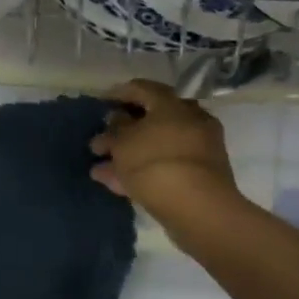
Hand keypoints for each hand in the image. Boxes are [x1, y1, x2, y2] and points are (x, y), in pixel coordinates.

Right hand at [89, 79, 249, 244]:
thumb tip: (117, 118)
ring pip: (155, 146)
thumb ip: (115, 126)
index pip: (142, 88)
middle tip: (100, 141)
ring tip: (99, 168)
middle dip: (122, 131)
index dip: (118, 94)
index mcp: (172, 104)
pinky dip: (142, 171)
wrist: (198, 209)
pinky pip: (164, 166)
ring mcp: (198, 150)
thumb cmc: (154, 162)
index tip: (100, 103)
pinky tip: (115, 184)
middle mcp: (190, 120)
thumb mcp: (122, 141)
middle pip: (150, 120)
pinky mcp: (199, 177)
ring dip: (127, 155)